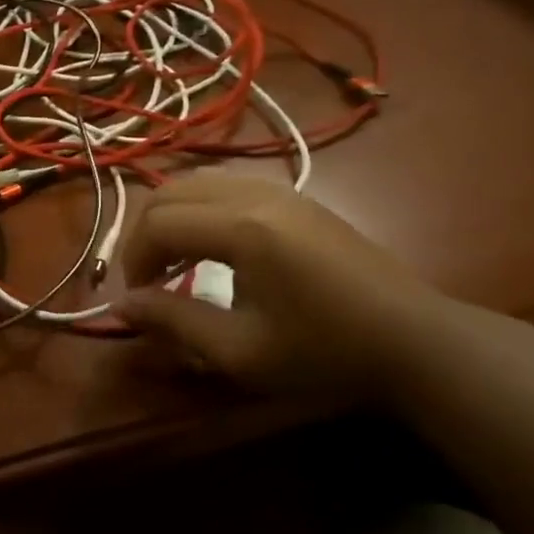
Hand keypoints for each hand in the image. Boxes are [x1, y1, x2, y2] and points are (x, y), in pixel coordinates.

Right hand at [119, 170, 450, 400]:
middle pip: (169, 192)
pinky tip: (212, 246)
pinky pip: (225, 185)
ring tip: (175, 261)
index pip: (157, 224)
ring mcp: (278, 189)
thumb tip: (119, 306)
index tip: (139, 299)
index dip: (134, 260)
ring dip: (171, 217)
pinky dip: (200, 208)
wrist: (414, 340)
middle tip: (150, 279)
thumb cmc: (325, 352)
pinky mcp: (295, 196)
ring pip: (196, 182)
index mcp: (241, 228)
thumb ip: (173, 321)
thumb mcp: (241, 351)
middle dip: (145, 234)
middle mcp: (254, 194)